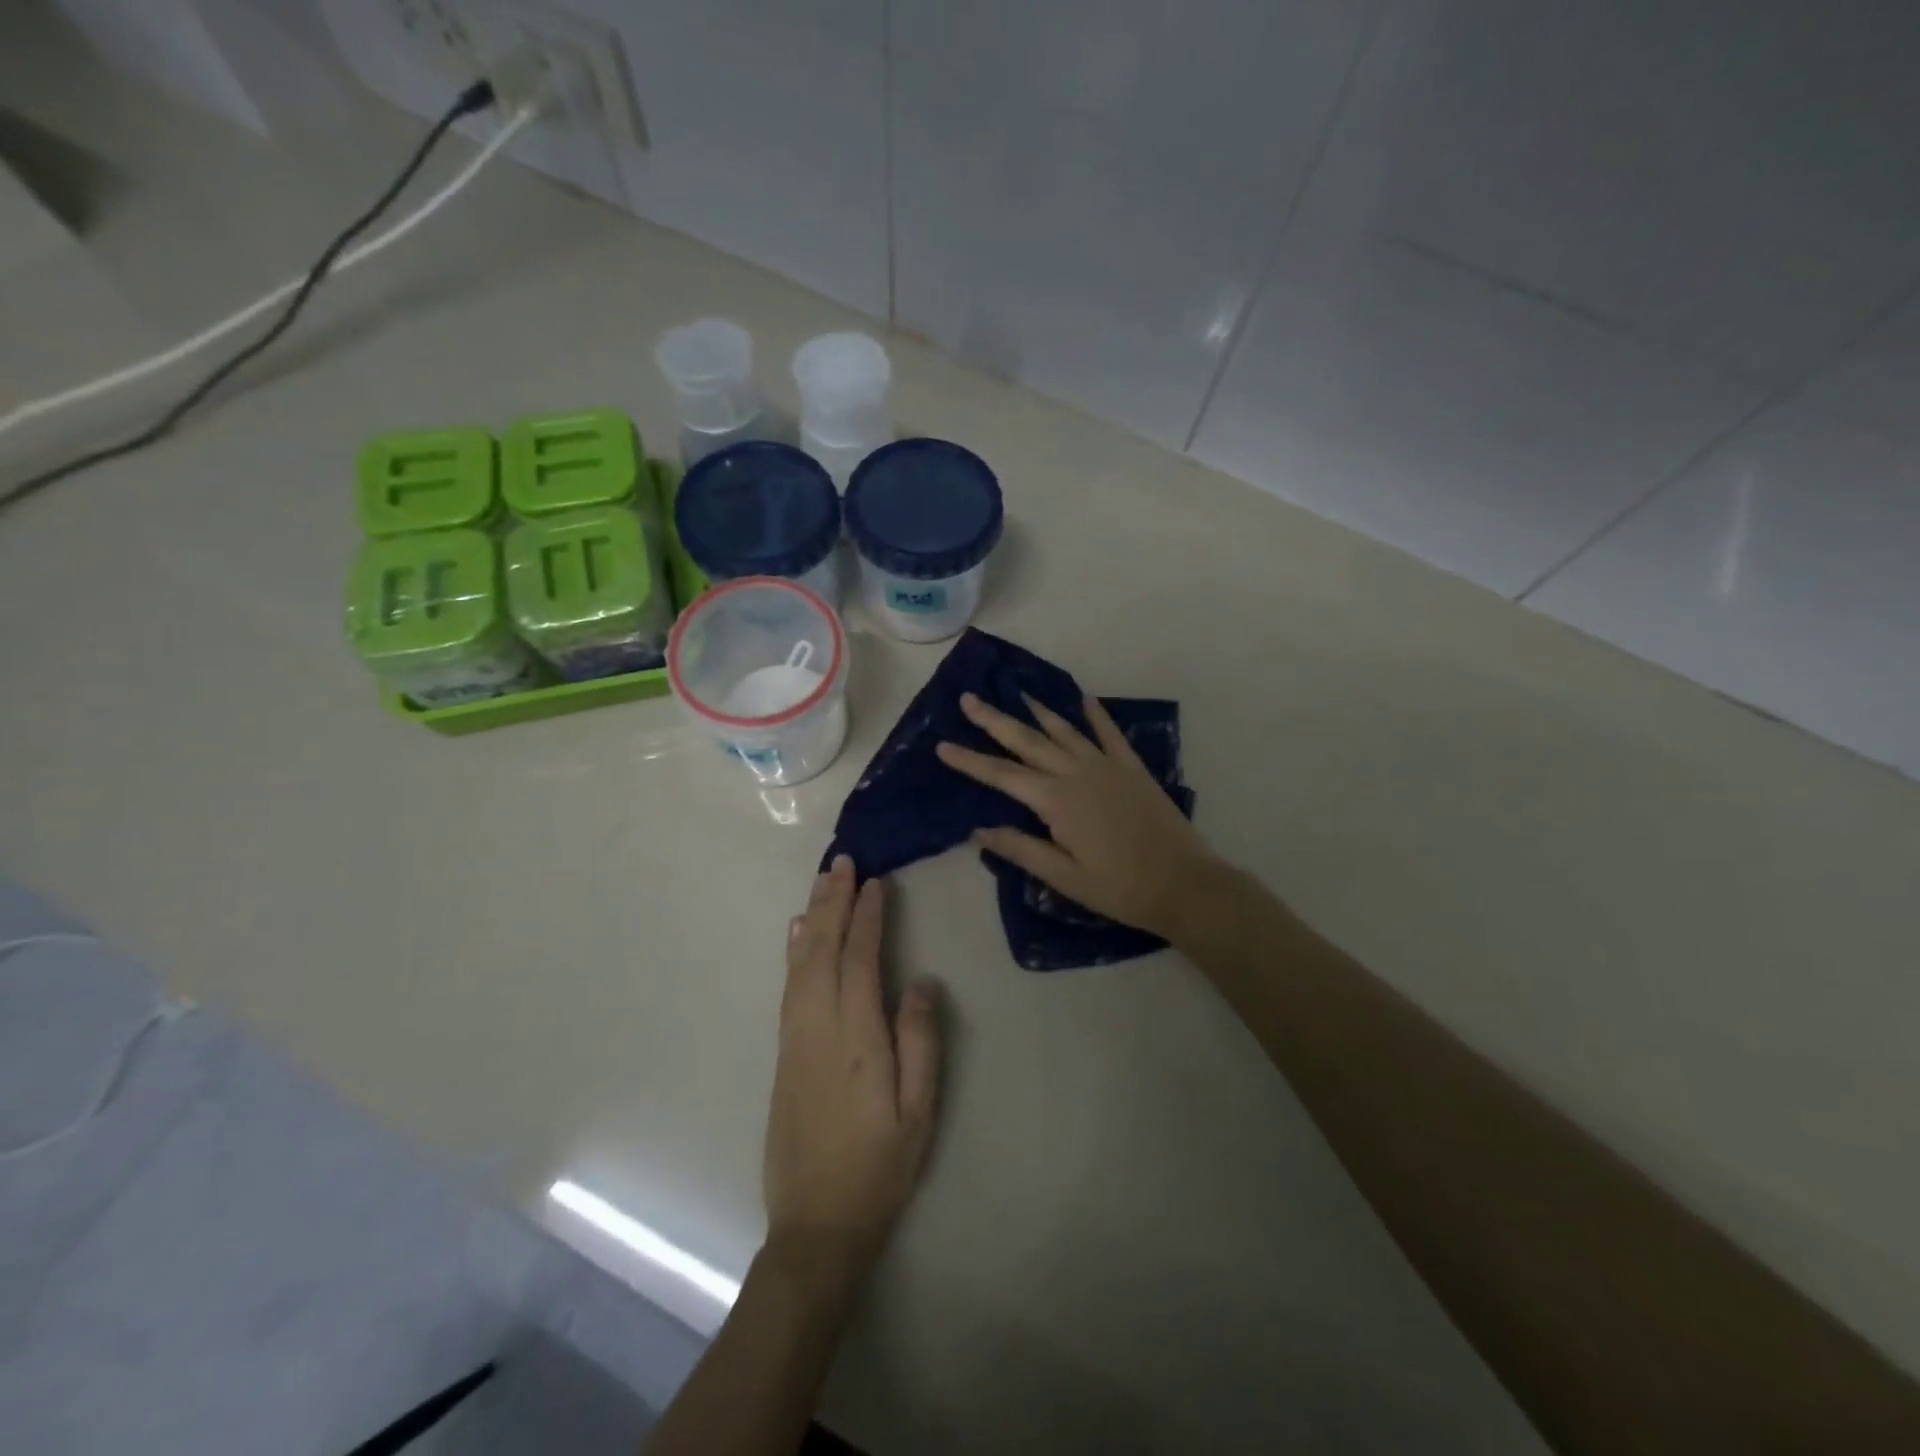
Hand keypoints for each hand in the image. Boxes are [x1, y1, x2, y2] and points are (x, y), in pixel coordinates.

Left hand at [764, 856, 940, 1303]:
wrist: (815, 1225)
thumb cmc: (879, 1168)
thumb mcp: (919, 1112)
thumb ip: (921, 1042)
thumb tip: (922, 982)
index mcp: (857, 1039)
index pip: (861, 961)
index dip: (868, 918)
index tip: (876, 883)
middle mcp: (819, 1028)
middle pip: (823, 951)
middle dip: (834, 902)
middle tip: (843, 862)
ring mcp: (795, 1039)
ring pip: (800, 963)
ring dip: (812, 917)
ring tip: (823, 882)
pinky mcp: (783, 1052)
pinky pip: (788, 986)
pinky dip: (794, 951)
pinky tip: (797, 933)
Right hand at [936, 692, 1217, 940]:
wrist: (1186, 884)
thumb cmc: (1120, 888)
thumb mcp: (1064, 877)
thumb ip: (1021, 849)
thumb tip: (979, 830)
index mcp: (1056, 801)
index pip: (1002, 775)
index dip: (969, 761)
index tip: (941, 745)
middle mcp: (1077, 773)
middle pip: (1027, 742)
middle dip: (995, 720)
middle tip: (968, 699)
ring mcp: (1107, 766)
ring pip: (1064, 731)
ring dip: (1037, 712)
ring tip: (1016, 693)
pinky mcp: (1133, 769)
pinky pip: (1110, 734)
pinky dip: (1096, 715)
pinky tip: (1085, 699)